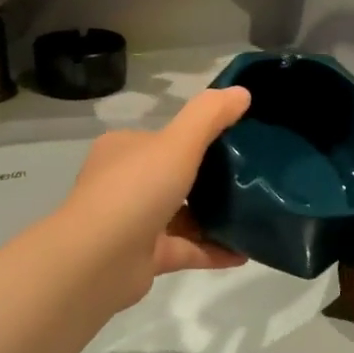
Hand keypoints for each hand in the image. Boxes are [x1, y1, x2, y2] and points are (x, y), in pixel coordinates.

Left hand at [56, 86, 252, 309]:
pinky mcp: (144, 257)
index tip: (237, 141)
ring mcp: (133, 222)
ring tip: (255, 215)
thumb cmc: (135, 190)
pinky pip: (186, 248)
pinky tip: (245, 252)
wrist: (98, 260)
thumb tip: (242, 92)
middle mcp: (124, 183)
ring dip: (214, 217)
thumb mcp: (178, 142)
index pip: (164, 138)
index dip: (198, 138)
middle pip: (174, 176)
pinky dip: (213, 250)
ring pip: (181, 215)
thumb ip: (210, 116)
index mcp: (124, 150)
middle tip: (251, 179)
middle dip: (210, 179)